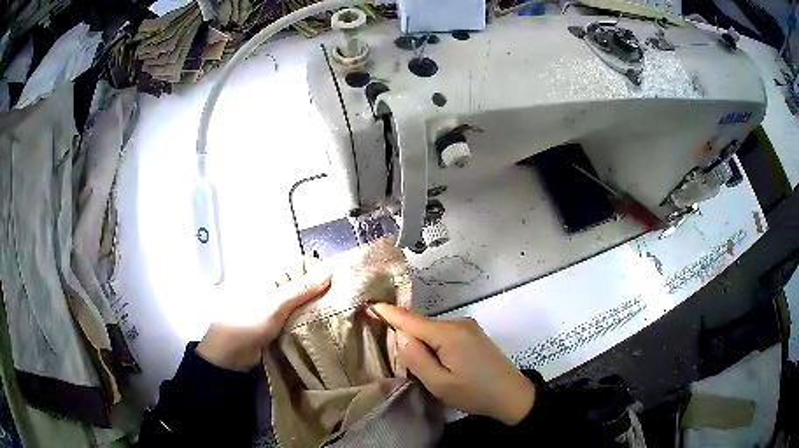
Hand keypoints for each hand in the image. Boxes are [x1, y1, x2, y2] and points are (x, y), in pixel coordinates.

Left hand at [196, 258, 330, 371]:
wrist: (231, 353)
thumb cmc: (250, 322)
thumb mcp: (277, 304)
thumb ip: (302, 289)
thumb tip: (329, 272)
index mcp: (272, 275)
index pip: (301, 263)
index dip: (317, 271)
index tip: (331, 286)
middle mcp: (276, 286)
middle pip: (305, 282)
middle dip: (320, 291)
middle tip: (334, 304)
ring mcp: (278, 305)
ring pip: (304, 300)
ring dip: (316, 307)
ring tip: (330, 316)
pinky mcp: (280, 322)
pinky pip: (300, 315)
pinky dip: (309, 319)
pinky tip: (319, 326)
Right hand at [370, 303, 535, 424]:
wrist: (512, 395)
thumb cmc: (474, 393)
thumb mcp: (440, 383)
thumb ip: (416, 358)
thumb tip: (400, 335)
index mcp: (448, 334)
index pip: (410, 319)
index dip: (388, 313)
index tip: (368, 306)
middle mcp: (458, 323)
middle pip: (421, 326)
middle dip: (407, 338)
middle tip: (404, 364)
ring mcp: (468, 326)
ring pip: (432, 331)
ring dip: (423, 345)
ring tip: (427, 370)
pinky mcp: (473, 334)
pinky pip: (445, 334)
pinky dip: (435, 345)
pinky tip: (440, 364)